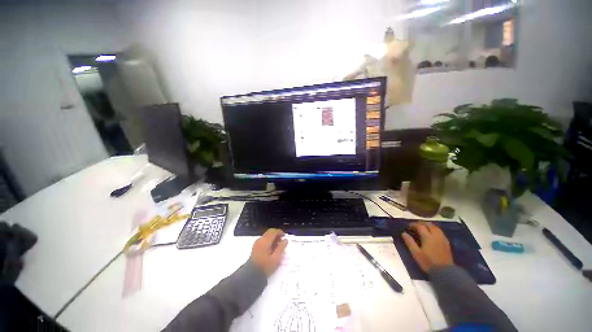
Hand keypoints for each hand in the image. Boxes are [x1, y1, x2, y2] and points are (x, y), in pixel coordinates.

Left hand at [250, 228, 287, 276]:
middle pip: (269, 232)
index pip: (273, 232)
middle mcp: (260, 240)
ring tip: (278, 244)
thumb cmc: (265, 266)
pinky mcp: (255, 247)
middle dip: (276, 234)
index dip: (280, 232)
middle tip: (282, 239)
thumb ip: (281, 247)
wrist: (251, 275)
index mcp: (265, 241)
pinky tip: (272, 248)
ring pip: (266, 236)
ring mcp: (257, 243)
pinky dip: (269, 240)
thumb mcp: (276, 258)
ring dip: (272, 237)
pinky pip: (263, 239)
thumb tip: (285, 240)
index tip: (284, 235)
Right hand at [402, 222, 452, 272]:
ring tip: (422, 229)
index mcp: (428, 237)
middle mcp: (436, 235)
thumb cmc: (428, 262)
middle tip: (415, 226)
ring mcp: (442, 239)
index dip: (413, 224)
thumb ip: (409, 242)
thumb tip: (403, 233)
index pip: (420, 226)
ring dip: (428, 226)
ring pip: (435, 227)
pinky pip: (440, 232)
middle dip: (421, 223)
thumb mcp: (416, 253)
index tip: (408, 226)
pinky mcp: (446, 243)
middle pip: (429, 224)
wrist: (445, 272)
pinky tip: (431, 234)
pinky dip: (434, 230)